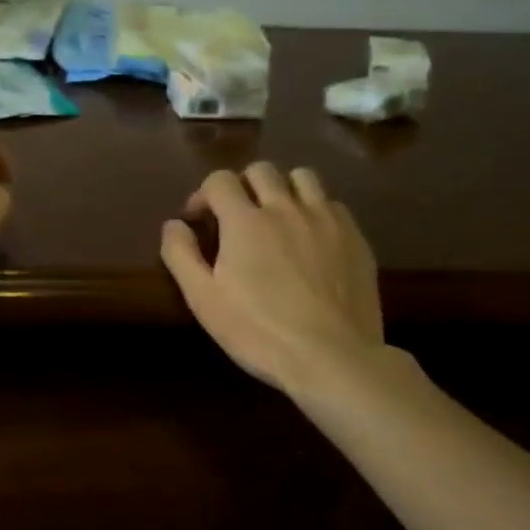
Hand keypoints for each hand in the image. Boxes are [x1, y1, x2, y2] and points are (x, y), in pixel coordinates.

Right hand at [161, 163, 384, 393]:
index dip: (203, 194)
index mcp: (244, 220)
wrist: (332, 358)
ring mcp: (325, 219)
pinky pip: (332, 203)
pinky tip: (311, 237)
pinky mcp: (355, 237)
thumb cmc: (259, 332)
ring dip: (283, 188)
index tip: (199, 220)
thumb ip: (181, 255)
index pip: (219, 180)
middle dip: (242, 185)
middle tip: (237, 216)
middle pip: (261, 170)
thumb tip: (173, 224)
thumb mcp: (204, 300)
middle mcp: (285, 207)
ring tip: (278, 216)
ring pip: (302, 177)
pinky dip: (315, 210)